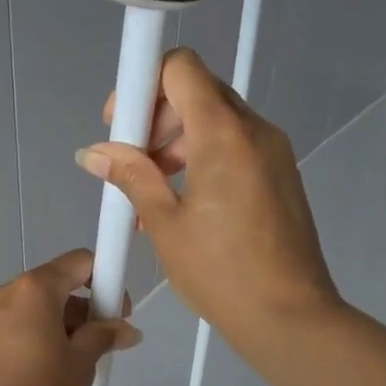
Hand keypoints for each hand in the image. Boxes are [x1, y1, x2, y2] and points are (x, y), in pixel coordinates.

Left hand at [0, 248, 141, 385]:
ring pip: (31, 307)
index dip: (105, 279)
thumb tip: (125, 330)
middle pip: (53, 285)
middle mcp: (3, 291)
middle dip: (80, 309)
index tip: (116, 312)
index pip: (78, 262)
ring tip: (71, 364)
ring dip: (56, 324)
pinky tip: (43, 371)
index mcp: (32, 288)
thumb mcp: (81, 363)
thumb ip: (104, 336)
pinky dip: (32, 336)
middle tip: (99, 344)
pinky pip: (11, 326)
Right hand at [80, 48, 340, 347]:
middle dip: (157, 118)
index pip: (180, 67)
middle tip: (133, 162)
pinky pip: (235, 147)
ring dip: (177, 142)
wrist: (291, 318)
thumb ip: (131, 176)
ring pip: (216, 121)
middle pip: (197, 92)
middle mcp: (255, 130)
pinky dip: (203, 159)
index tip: (122, 125)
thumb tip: (94, 153)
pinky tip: (182, 203)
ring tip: (152, 192)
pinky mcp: (281, 175)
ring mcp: (274, 152)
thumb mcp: (165, 223)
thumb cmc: (221, 272)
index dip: (143, 85)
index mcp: (224, 133)